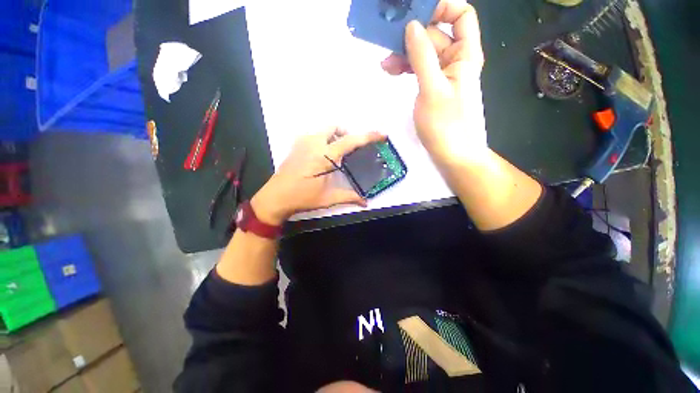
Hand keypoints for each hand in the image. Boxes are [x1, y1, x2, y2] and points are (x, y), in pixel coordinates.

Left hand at [251, 128, 385, 224]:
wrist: (275, 197)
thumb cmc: (302, 198)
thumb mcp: (328, 198)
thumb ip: (349, 197)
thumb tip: (365, 202)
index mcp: (324, 156)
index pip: (350, 141)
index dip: (368, 137)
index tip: (381, 135)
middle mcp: (314, 143)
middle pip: (336, 128)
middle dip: (347, 135)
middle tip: (352, 150)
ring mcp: (303, 142)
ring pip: (324, 130)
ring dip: (335, 137)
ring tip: (338, 154)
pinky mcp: (296, 146)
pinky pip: (315, 135)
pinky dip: (324, 140)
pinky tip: (323, 155)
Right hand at [381, 0, 486, 163]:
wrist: (452, 155)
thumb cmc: (446, 126)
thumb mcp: (432, 89)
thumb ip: (422, 56)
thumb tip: (412, 26)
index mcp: (464, 55)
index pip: (460, 15)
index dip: (442, 7)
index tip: (415, 13)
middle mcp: (455, 61)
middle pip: (435, 35)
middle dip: (412, 35)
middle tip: (387, 41)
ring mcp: (442, 76)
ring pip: (423, 54)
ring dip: (404, 54)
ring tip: (385, 64)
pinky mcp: (432, 89)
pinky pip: (419, 71)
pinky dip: (406, 68)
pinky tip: (392, 71)